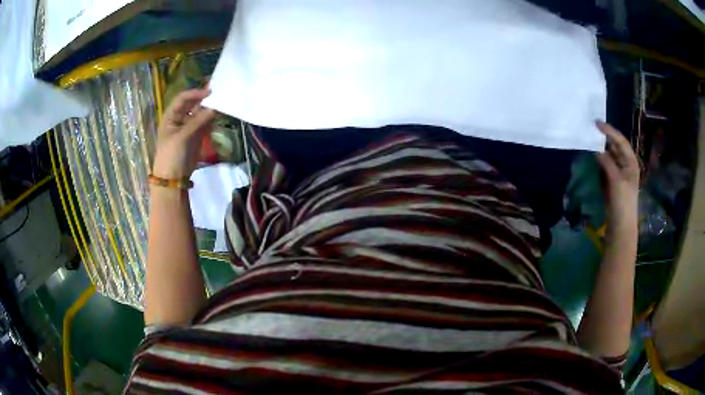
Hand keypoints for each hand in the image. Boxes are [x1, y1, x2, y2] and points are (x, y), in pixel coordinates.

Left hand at [152, 88, 215, 179]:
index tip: (210, 91)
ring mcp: (188, 127)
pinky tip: (219, 115)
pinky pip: (205, 123)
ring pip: (200, 113)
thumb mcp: (182, 137)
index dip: (195, 93)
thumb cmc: (171, 155)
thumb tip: (214, 108)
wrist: (173, 179)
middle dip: (204, 98)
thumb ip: (198, 121)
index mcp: (171, 116)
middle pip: (192, 104)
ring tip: (222, 102)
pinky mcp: (196, 135)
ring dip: (209, 108)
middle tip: (219, 92)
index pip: (183, 99)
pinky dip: (211, 119)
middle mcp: (180, 118)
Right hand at [595, 122, 639, 228]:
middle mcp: (625, 164)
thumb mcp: (616, 180)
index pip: (620, 141)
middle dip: (604, 137)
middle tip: (591, 128)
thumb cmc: (623, 201)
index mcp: (631, 162)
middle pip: (615, 146)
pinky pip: (604, 164)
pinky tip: (591, 154)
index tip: (596, 123)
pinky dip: (598, 158)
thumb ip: (607, 162)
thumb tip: (596, 149)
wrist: (621, 225)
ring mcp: (618, 172)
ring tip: (590, 138)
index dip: (610, 131)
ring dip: (600, 147)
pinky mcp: (611, 180)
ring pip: (609, 155)